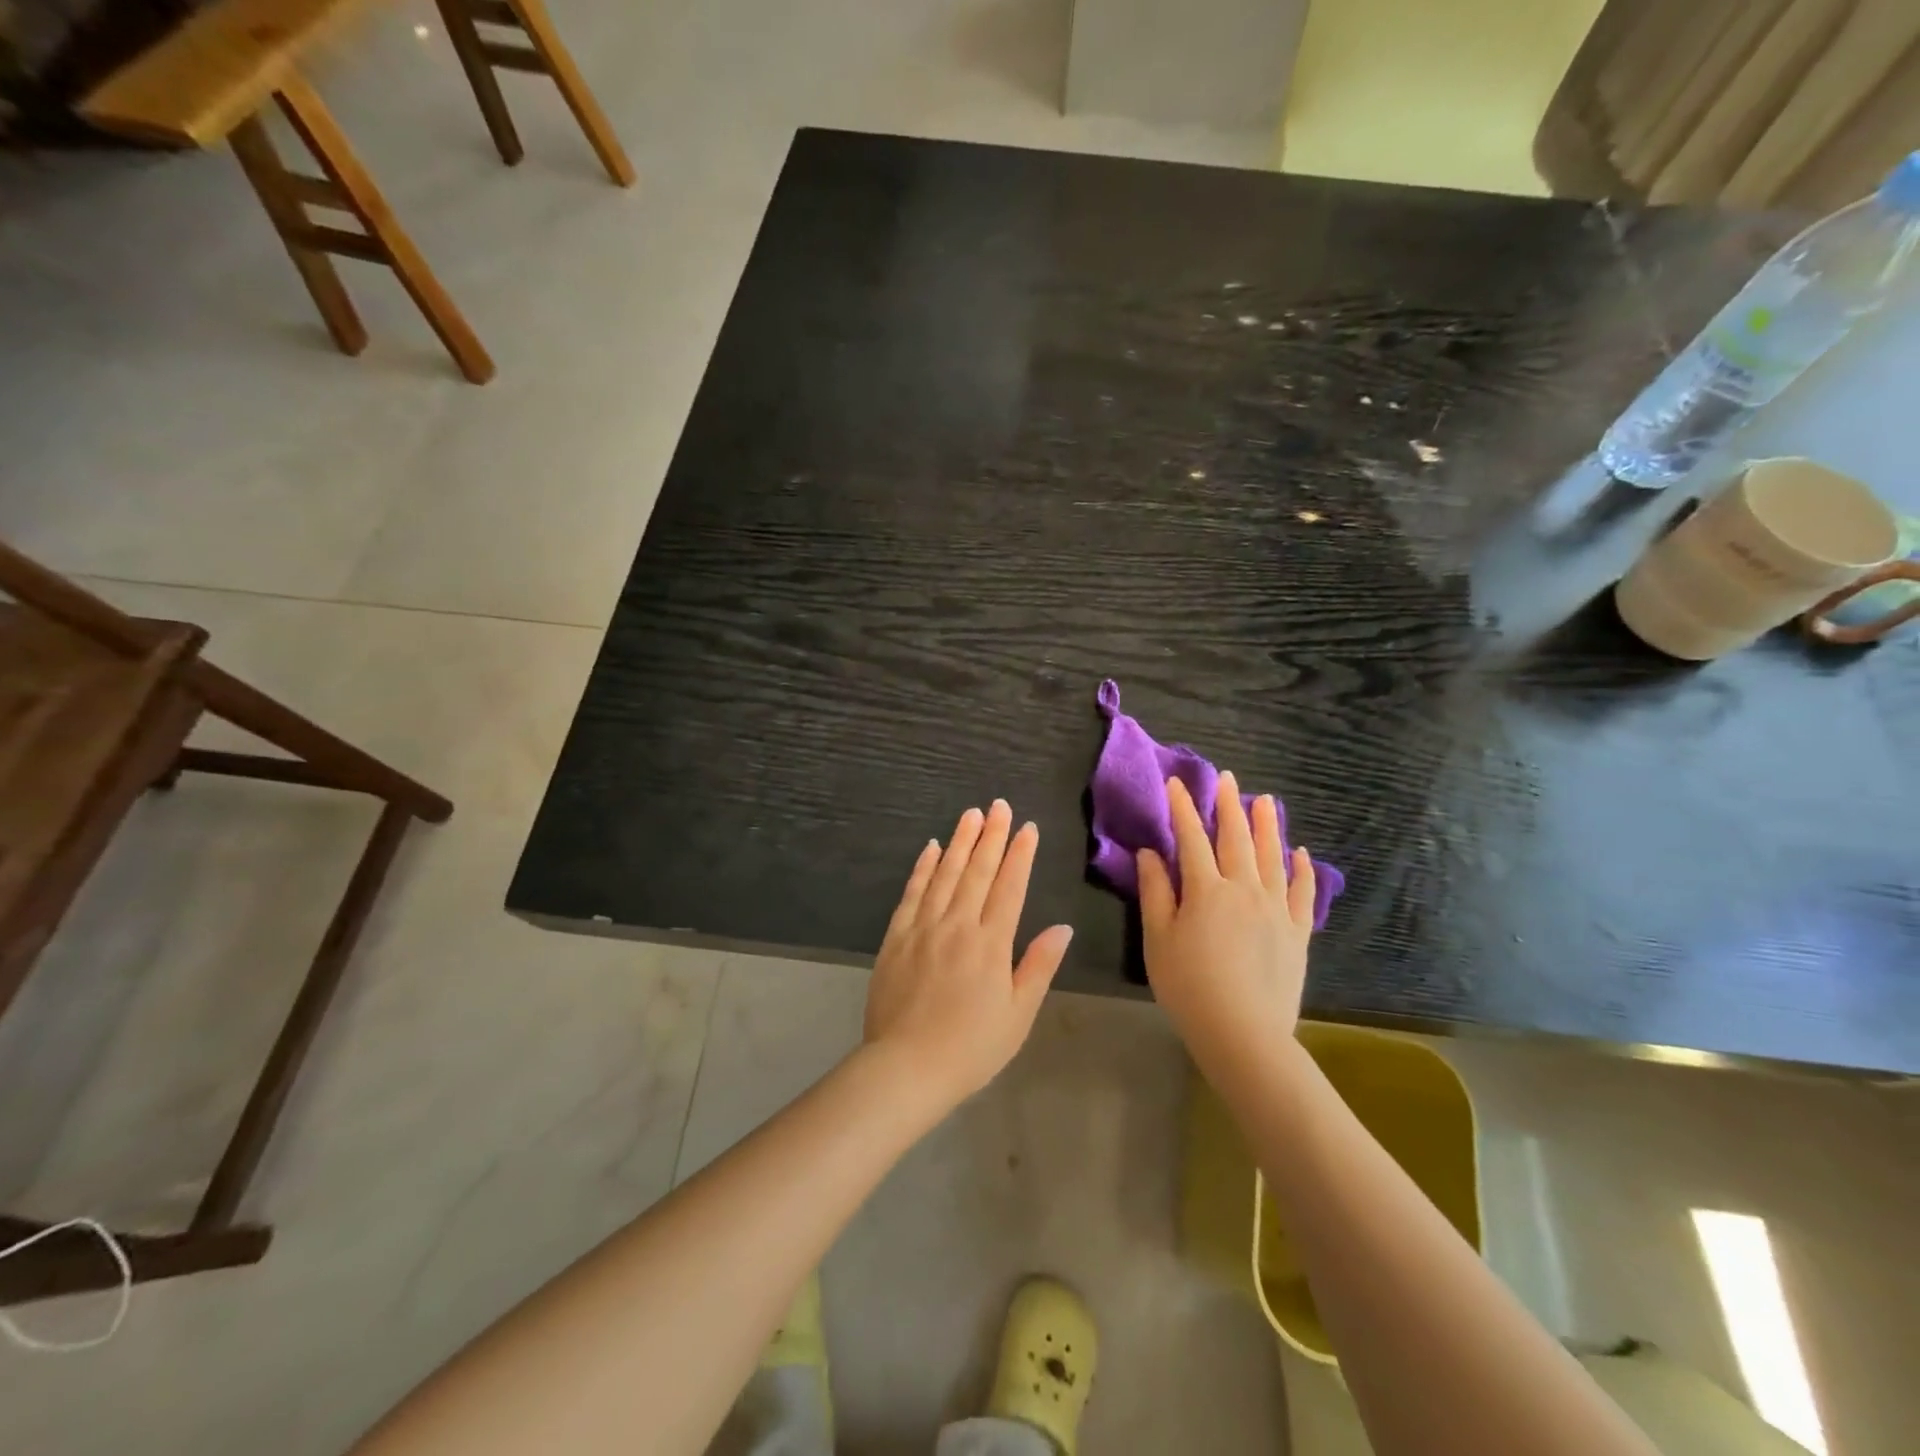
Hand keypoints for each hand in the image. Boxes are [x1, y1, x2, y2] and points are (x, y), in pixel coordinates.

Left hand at [864, 801, 1073, 1103]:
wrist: (906, 1067)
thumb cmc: (971, 1048)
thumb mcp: (1018, 1014)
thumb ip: (1038, 966)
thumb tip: (1062, 926)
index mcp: (991, 943)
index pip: (1010, 887)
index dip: (1020, 855)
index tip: (1028, 828)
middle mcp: (958, 925)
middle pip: (978, 871)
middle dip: (992, 835)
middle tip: (999, 805)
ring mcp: (924, 927)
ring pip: (945, 874)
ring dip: (960, 841)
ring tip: (971, 814)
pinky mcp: (896, 937)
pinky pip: (912, 893)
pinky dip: (922, 868)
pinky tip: (930, 848)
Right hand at [1137, 773, 1315, 1064]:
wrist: (1244, 1033)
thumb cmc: (1188, 986)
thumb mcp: (1158, 939)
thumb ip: (1155, 892)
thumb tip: (1150, 853)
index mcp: (1206, 890)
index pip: (1191, 838)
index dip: (1182, 809)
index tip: (1176, 783)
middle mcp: (1244, 889)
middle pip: (1236, 838)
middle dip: (1229, 805)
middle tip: (1227, 778)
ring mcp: (1276, 909)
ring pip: (1272, 856)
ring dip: (1266, 825)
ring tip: (1265, 800)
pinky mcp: (1297, 931)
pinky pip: (1302, 892)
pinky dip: (1302, 869)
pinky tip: (1300, 853)